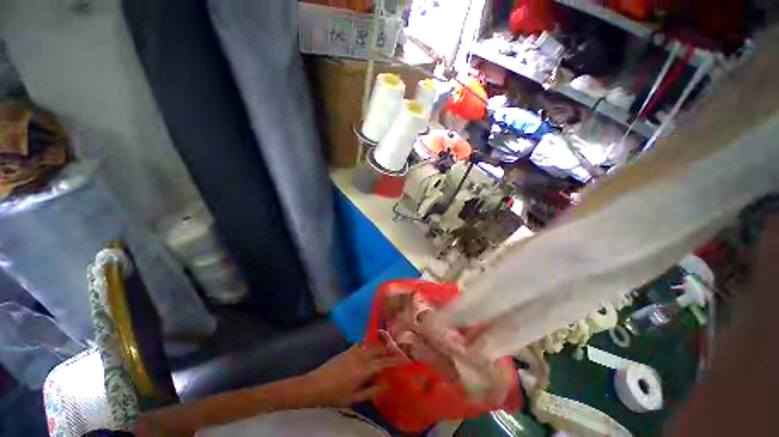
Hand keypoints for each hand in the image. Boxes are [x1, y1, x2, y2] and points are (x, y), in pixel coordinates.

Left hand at [303, 342, 404, 405]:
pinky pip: (363, 342)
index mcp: (365, 368)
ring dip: (381, 345)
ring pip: (372, 343)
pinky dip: (370, 343)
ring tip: (387, 348)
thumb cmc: (335, 394)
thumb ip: (371, 391)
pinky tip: (371, 346)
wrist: (316, 384)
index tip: (405, 359)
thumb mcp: (354, 397)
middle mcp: (362, 355)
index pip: (385, 362)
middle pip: (380, 349)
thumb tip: (385, 384)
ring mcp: (355, 350)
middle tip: (398, 352)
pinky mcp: (348, 349)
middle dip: (390, 349)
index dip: (396, 360)